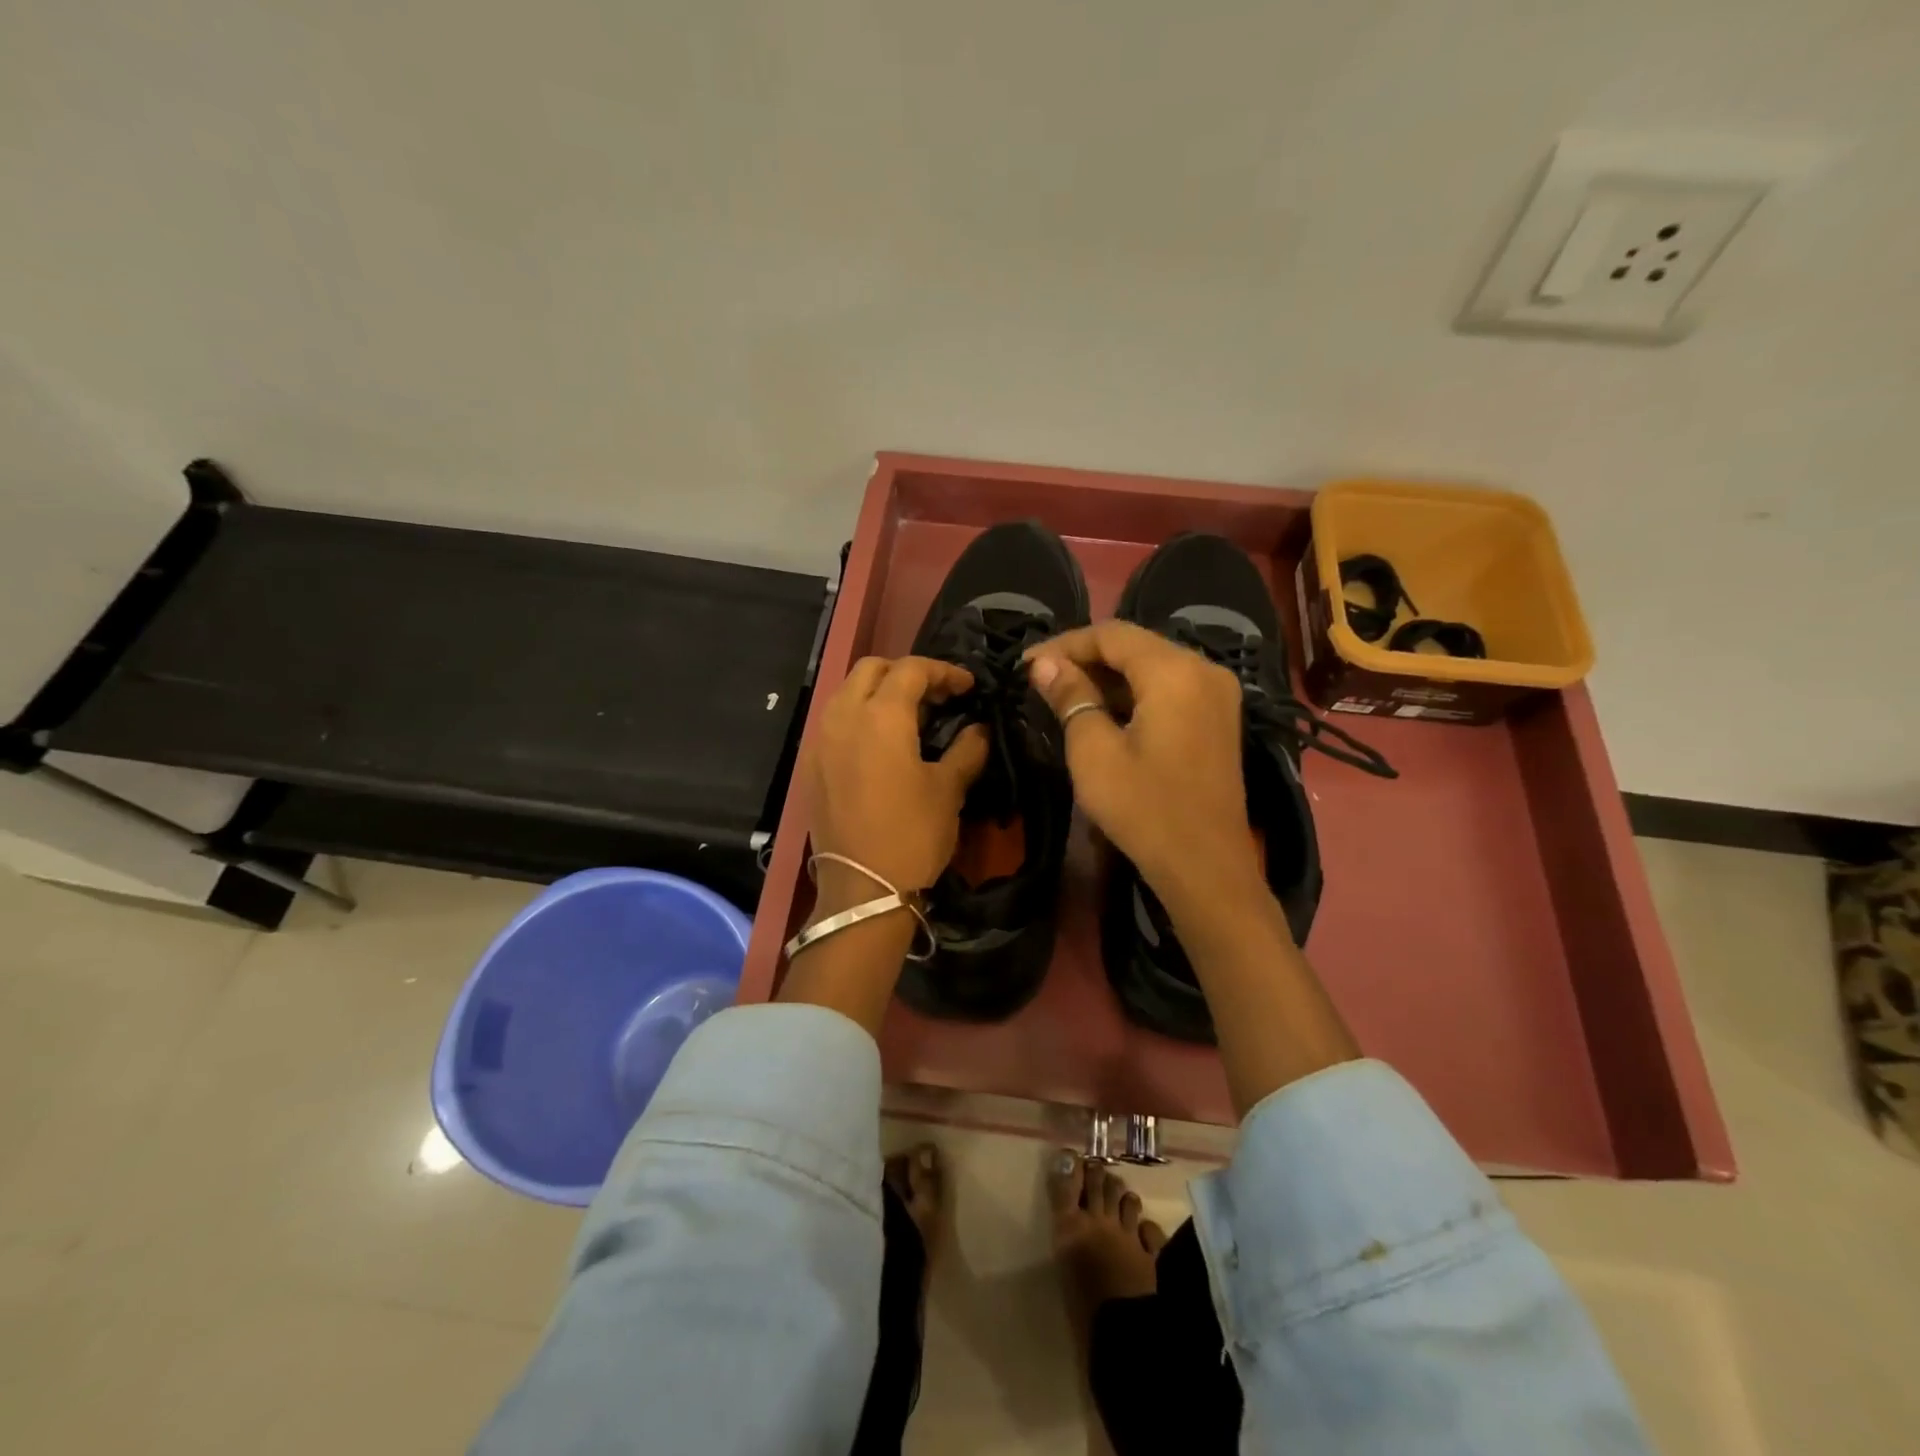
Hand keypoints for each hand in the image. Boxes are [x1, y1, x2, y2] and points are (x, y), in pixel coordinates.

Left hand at [806, 655, 988, 904]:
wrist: (861, 889)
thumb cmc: (911, 834)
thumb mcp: (949, 790)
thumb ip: (968, 749)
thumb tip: (980, 729)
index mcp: (881, 715)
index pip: (911, 669)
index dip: (944, 671)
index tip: (968, 687)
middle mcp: (843, 716)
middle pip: (872, 669)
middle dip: (906, 673)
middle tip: (937, 697)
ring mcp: (820, 740)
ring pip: (847, 692)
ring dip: (879, 692)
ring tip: (909, 717)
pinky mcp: (810, 765)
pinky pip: (833, 721)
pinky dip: (858, 716)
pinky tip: (879, 744)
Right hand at [1024, 622, 1262, 914]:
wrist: (1206, 868)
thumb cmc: (1144, 808)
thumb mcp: (1093, 752)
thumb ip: (1070, 697)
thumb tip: (1043, 663)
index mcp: (1175, 670)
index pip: (1112, 634)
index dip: (1065, 644)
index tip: (1026, 664)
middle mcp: (1205, 670)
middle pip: (1136, 646)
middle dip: (1085, 659)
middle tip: (1041, 680)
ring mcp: (1218, 695)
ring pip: (1153, 667)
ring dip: (1108, 677)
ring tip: (1064, 696)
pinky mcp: (1219, 720)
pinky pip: (1170, 689)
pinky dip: (1134, 695)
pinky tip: (1103, 713)